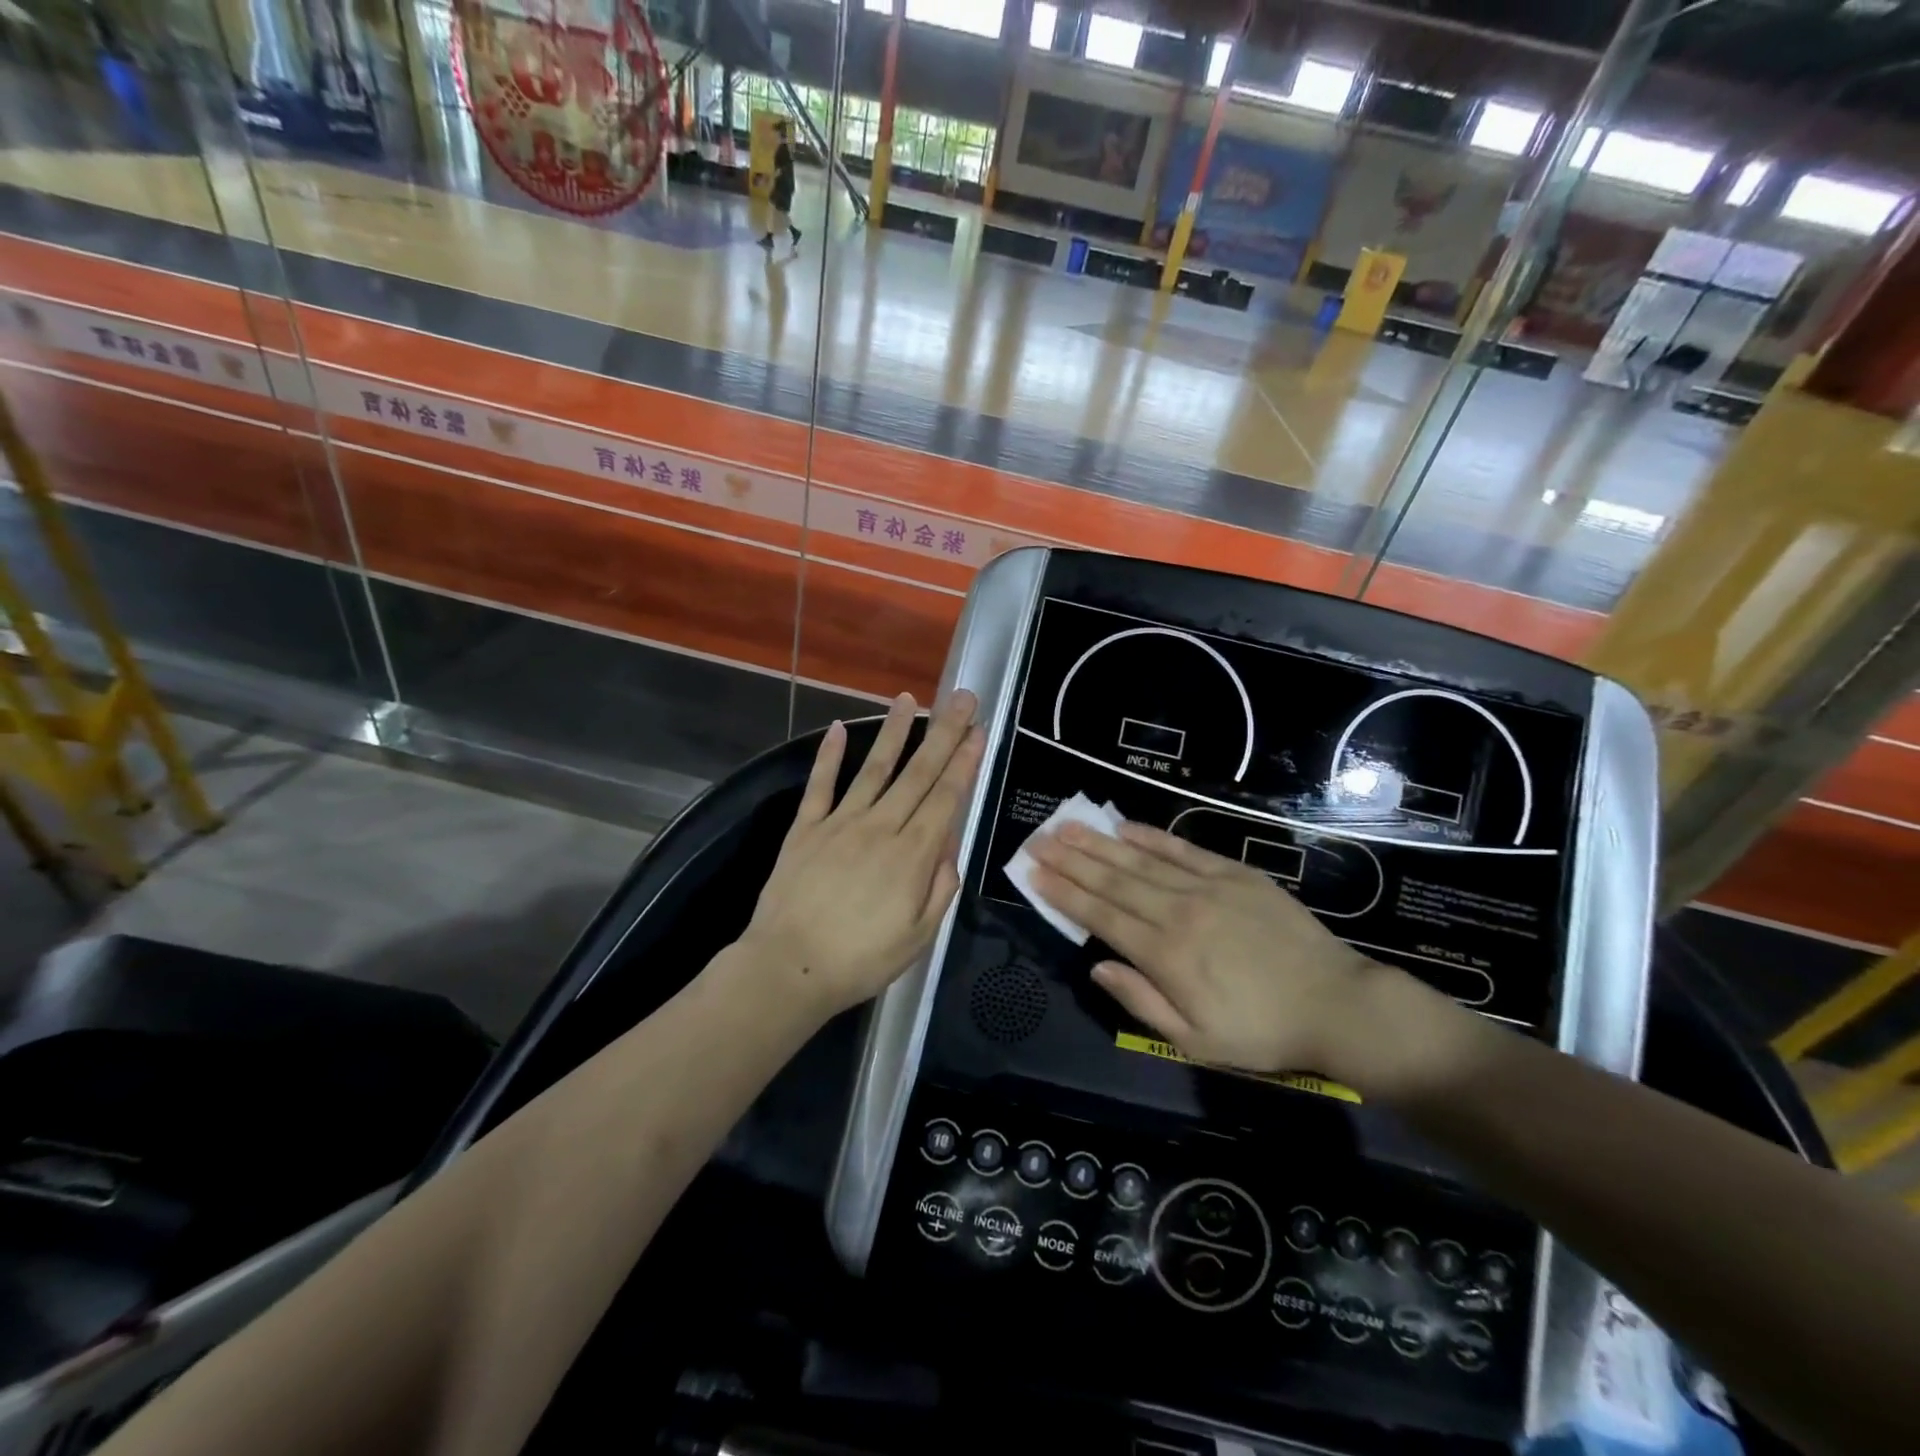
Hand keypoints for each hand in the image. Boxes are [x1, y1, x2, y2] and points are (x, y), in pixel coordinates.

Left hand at [740, 691, 982, 1018]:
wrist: (789, 967)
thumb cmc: (861, 959)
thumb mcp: (920, 936)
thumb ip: (940, 887)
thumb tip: (948, 846)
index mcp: (912, 854)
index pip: (946, 797)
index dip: (964, 761)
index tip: (978, 731)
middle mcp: (881, 826)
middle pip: (918, 772)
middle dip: (944, 732)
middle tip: (962, 698)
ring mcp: (841, 822)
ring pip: (874, 768)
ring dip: (895, 731)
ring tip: (909, 699)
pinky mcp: (806, 827)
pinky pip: (820, 784)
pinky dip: (830, 755)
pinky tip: (840, 728)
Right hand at [1028, 821, 1386, 1079]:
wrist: (1335, 1004)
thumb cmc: (1261, 1031)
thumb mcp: (1195, 1041)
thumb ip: (1141, 1001)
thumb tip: (1097, 965)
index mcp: (1165, 955)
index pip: (1100, 916)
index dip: (1064, 893)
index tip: (1034, 873)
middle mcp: (1178, 912)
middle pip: (1113, 880)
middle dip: (1070, 859)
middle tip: (1037, 840)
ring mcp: (1207, 887)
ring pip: (1140, 859)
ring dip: (1099, 842)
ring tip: (1067, 825)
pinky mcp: (1235, 873)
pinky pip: (1183, 849)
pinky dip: (1150, 835)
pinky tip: (1124, 825)